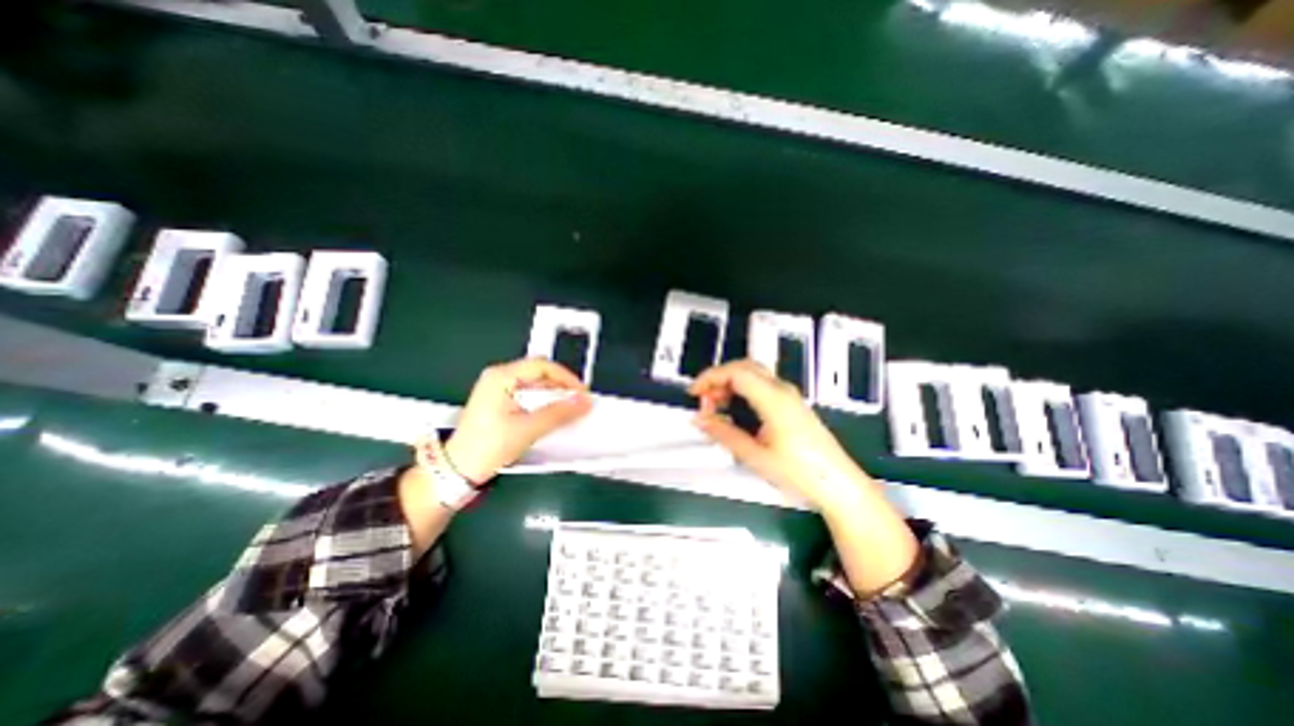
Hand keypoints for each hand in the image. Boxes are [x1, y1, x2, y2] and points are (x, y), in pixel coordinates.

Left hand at [439, 354, 590, 480]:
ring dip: (554, 396)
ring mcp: (498, 388)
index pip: (542, 366)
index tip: (581, 393)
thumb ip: (558, 413)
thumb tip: (584, 402)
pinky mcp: (500, 401)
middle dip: (561, 386)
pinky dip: (544, 403)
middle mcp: (499, 377)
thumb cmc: (487, 447)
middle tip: (577, 402)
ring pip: (536, 384)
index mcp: (501, 377)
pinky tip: (552, 415)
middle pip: (539, 373)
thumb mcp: (527, 429)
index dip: (566, 378)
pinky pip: (529, 394)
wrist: (458, 470)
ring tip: (568, 410)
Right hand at [686, 358, 867, 507]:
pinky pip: (761, 385)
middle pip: (744, 367)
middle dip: (718, 378)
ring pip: (753, 374)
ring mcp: (789, 396)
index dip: (710, 378)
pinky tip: (735, 410)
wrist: (839, 485)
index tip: (694, 393)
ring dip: (730, 384)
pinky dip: (742, 390)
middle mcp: (782, 390)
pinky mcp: (791, 404)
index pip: (736, 372)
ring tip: (716, 407)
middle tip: (703, 400)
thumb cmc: (800, 472)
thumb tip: (700, 420)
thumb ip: (724, 434)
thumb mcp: (755, 456)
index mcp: (774, 399)